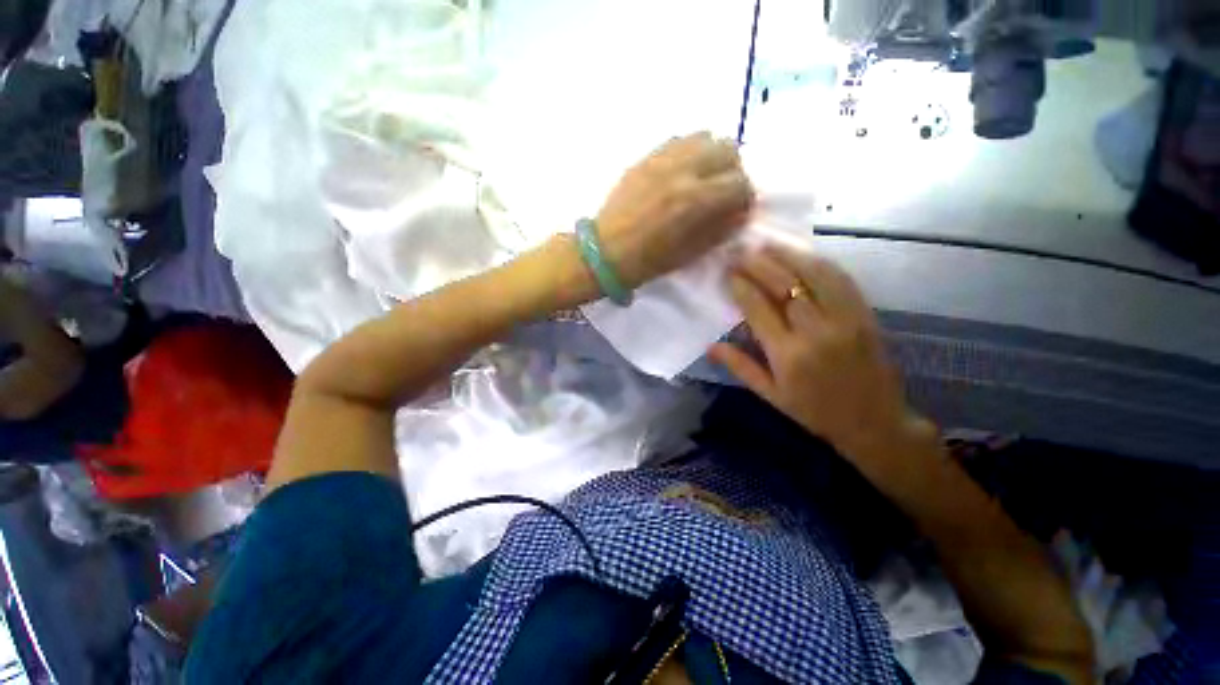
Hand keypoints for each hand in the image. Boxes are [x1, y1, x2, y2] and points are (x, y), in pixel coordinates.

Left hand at [597, 132, 753, 287]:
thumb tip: (740, 212)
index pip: (740, 183)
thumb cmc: (647, 261)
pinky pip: (679, 140)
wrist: (604, 252)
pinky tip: (681, 173)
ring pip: (705, 137)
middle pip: (729, 149)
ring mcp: (662, 159)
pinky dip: (690, 152)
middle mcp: (682, 170)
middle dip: (733, 171)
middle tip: (722, 191)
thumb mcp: (689, 253)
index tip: (737, 209)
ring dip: (712, 157)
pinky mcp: (646, 157)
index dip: (745, 198)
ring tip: (703, 179)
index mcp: (694, 200)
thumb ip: (720, 229)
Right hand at [709, 246, 931, 464]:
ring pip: (813, 274)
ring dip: (787, 255)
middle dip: (759, 264)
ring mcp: (845, 318)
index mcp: (788, 355)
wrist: (874, 422)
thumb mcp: (771, 395)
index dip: (741, 286)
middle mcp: (816, 331)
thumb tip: (709, 346)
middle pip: (784, 285)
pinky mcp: (864, 314)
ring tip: (766, 244)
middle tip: (740, 251)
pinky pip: (840, 279)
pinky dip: (818, 261)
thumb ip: (740, 367)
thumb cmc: (814, 412)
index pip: (758, 308)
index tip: (727, 272)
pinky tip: (802, 253)